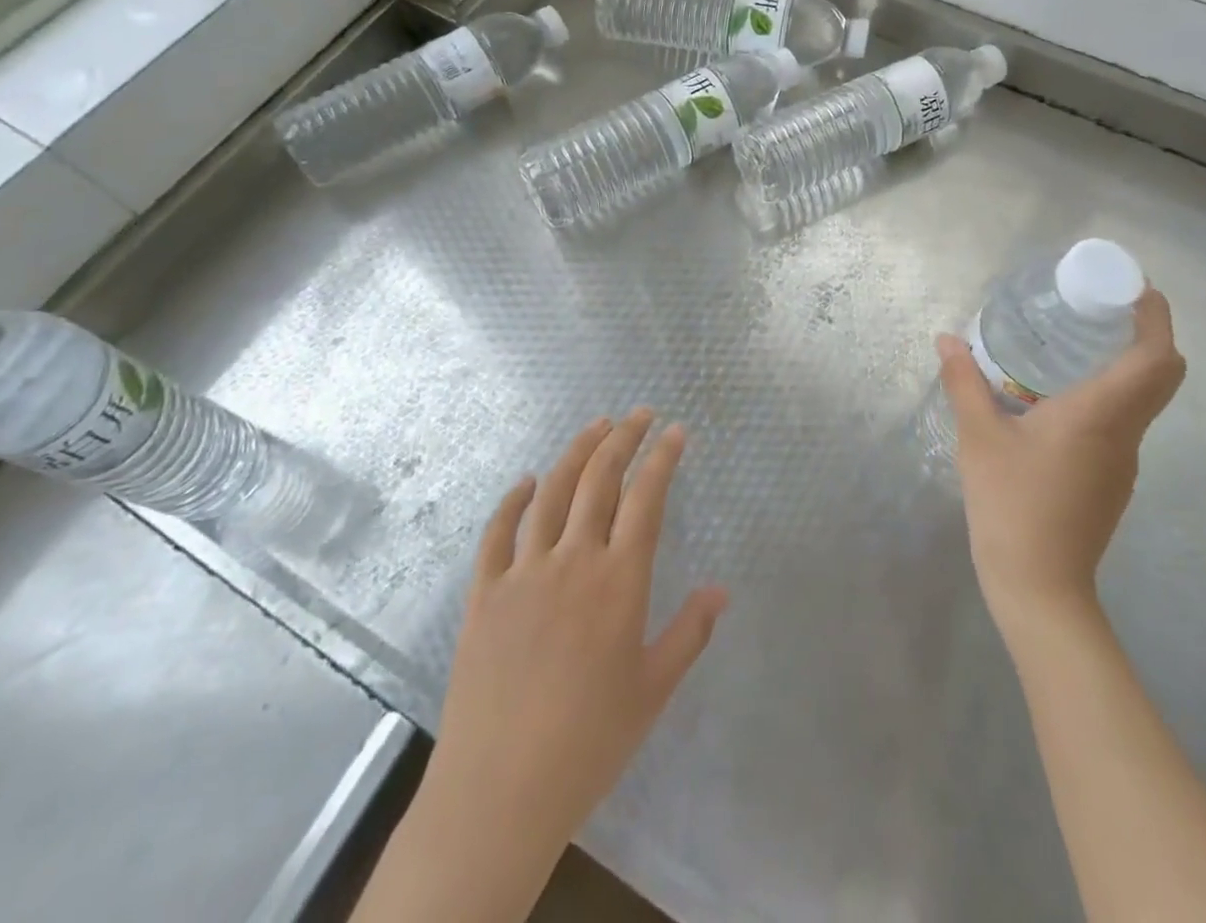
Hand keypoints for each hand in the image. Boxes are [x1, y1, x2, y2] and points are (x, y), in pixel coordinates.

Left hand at [423, 411, 727, 864]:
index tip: (675, 430)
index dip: (662, 457)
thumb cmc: (589, 742)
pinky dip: (514, 499)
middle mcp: (573, 560)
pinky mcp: (484, 592)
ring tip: (596, 426)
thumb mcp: (653, 689)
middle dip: (624, 438)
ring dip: (576, 452)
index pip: (646, 499)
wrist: (500, 791)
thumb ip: (690, 632)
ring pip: (552, 492)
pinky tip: (527, 481)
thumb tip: (721, 588)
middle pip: (600, 479)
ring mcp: (524, 571)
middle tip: (639, 413)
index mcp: (619, 581)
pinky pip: (498, 532)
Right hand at [937, 289, 1184, 631]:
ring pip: (1143, 400)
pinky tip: (1058, 398)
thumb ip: (964, 382)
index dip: (1155, 317)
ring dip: (1125, 365)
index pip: (1156, 357)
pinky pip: (1122, 422)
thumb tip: (946, 339)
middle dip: (1146, 334)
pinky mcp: (1111, 480)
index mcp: (1101, 415)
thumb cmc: (1011, 504)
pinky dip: (1108, 395)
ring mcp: (1123, 461)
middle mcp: (1125, 434)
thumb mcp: (979, 437)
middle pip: (1162, 375)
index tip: (1133, 288)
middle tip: (1101, 309)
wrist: (1039, 586)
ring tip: (1074, 343)